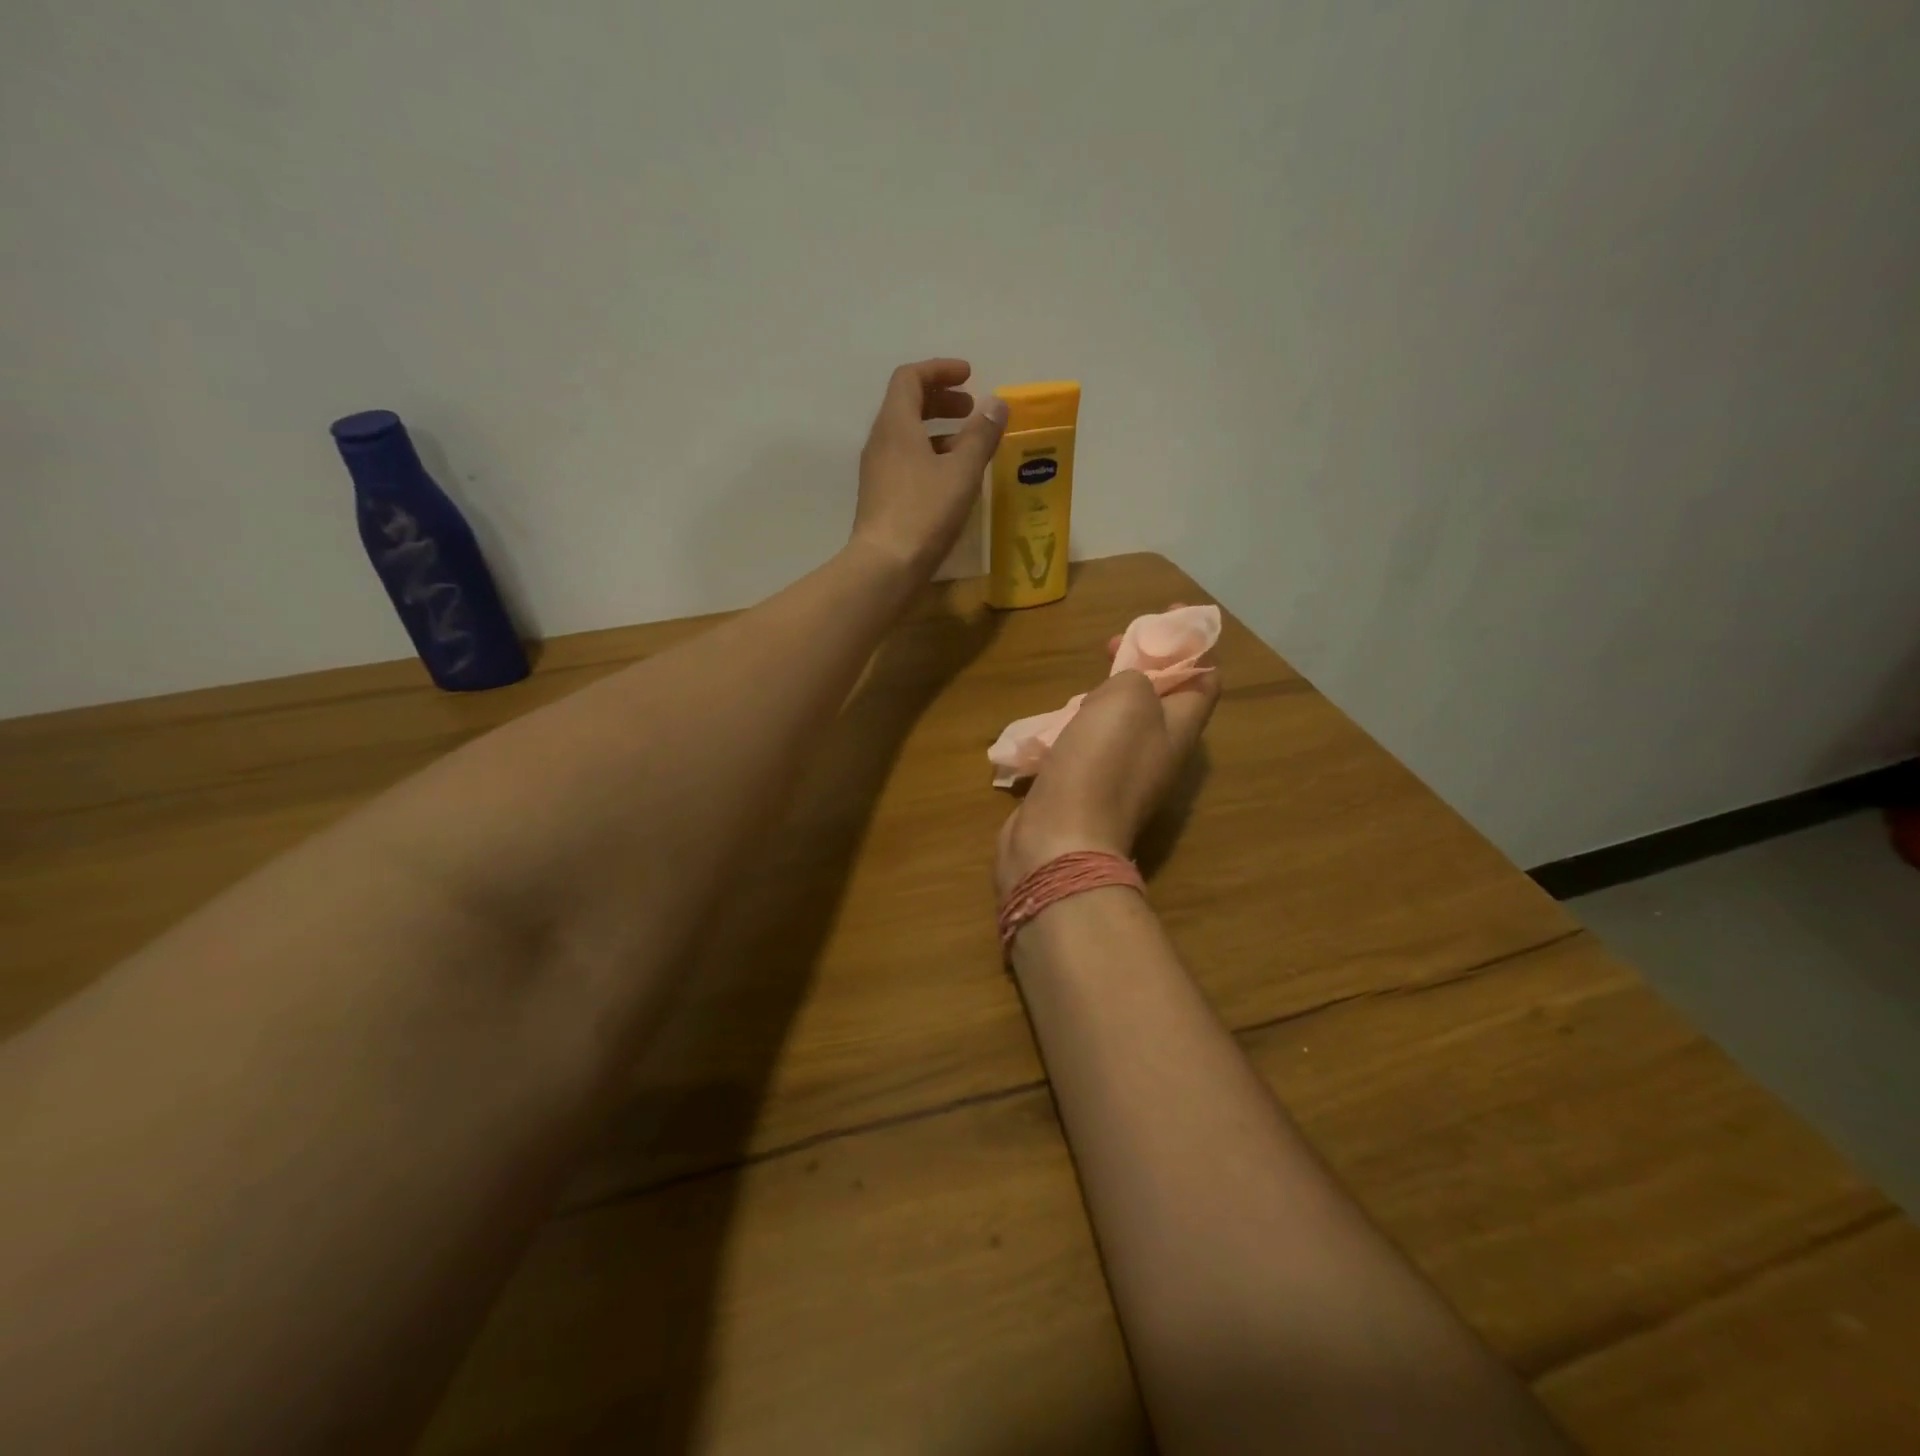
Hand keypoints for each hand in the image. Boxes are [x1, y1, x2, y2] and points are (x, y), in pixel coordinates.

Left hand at [851, 359, 1007, 576]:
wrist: (885, 565)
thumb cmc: (924, 512)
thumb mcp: (962, 471)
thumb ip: (981, 435)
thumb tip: (996, 404)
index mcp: (896, 424)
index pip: (910, 378)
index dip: (940, 370)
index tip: (969, 376)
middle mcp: (881, 442)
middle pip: (907, 405)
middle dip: (941, 400)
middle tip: (972, 410)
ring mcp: (877, 471)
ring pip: (907, 437)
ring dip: (938, 432)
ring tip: (969, 446)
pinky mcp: (881, 497)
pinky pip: (905, 462)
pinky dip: (929, 457)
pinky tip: (952, 480)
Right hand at [996, 653, 1220, 897]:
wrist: (1061, 837)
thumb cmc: (1101, 761)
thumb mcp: (1128, 698)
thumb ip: (1138, 676)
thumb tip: (1131, 683)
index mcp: (1180, 729)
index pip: (1204, 678)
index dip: (1191, 642)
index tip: (1164, 613)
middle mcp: (1158, 752)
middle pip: (1162, 698)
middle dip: (1142, 664)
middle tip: (1111, 645)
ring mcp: (1122, 774)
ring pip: (1124, 721)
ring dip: (1108, 694)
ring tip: (1083, 682)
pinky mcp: (1088, 788)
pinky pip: (1093, 744)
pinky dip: (1081, 723)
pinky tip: (1058, 720)